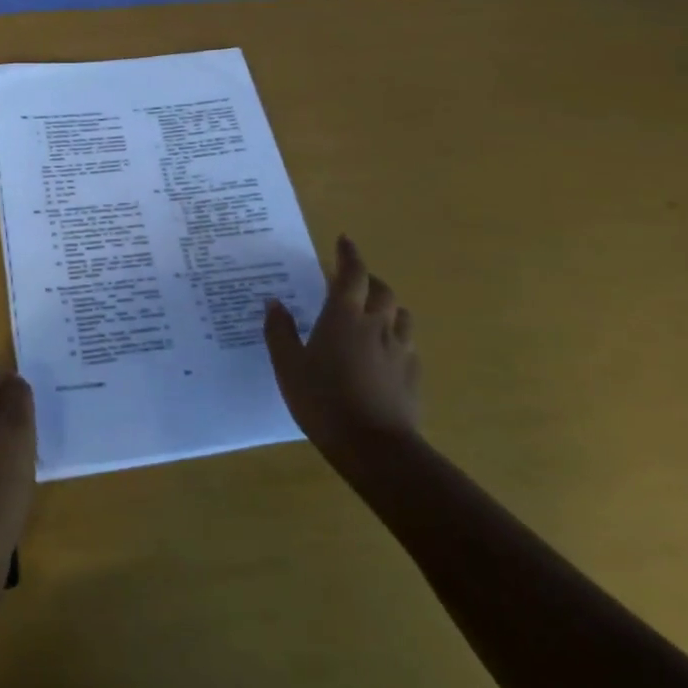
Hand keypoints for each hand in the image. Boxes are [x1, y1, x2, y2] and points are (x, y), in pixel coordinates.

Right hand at [264, 236, 421, 470]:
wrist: (374, 447)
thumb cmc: (323, 400)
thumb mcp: (288, 366)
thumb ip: (280, 332)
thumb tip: (274, 302)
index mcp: (344, 317)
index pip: (351, 273)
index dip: (348, 254)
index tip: (343, 240)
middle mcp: (377, 325)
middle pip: (382, 290)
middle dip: (368, 279)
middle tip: (352, 281)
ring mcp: (400, 350)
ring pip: (401, 315)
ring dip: (387, 306)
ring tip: (372, 313)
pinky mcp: (412, 375)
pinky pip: (407, 344)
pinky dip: (395, 337)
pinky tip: (384, 352)